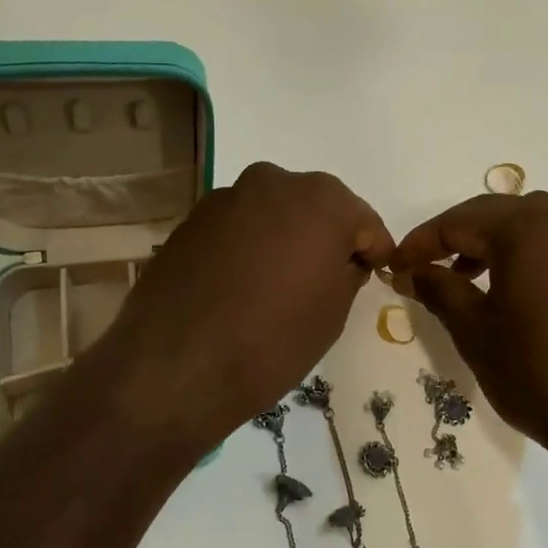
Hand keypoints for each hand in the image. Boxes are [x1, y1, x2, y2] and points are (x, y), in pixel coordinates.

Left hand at [90, 163, 392, 452]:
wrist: (177, 365)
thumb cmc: (272, 341)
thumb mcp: (332, 314)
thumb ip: (347, 274)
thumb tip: (341, 261)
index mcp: (322, 199)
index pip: (364, 223)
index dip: (371, 252)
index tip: (370, 277)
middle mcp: (273, 181)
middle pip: (315, 209)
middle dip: (324, 239)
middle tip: (323, 281)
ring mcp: (226, 197)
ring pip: (272, 215)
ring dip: (282, 240)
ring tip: (276, 286)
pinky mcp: (190, 219)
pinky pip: (237, 228)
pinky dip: (246, 247)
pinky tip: (240, 285)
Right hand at [390, 192, 547, 476]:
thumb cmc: (538, 374)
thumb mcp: (475, 333)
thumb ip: (439, 290)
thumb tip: (410, 272)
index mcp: (528, 229)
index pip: (458, 222)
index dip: (420, 243)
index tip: (395, 267)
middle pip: (495, 213)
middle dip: (455, 237)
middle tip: (425, 267)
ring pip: (531, 223)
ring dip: (493, 241)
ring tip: (467, 276)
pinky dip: (529, 252)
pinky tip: (515, 287)